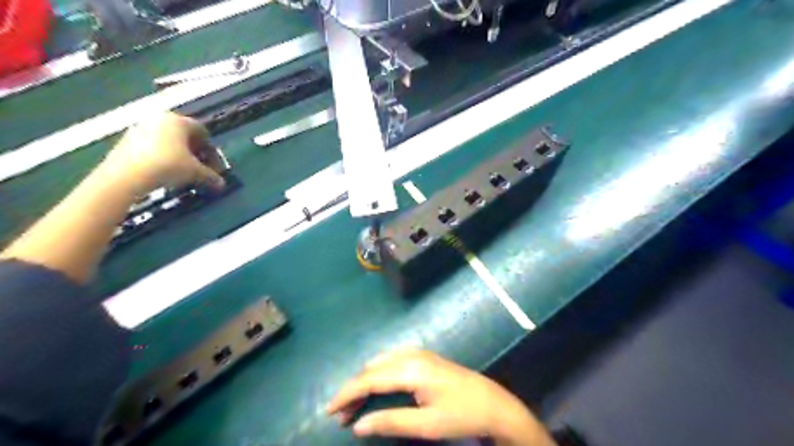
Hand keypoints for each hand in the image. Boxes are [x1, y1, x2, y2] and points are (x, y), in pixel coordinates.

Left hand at [101, 111, 224, 195]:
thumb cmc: (168, 166)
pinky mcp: (127, 138)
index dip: (211, 150)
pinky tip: (163, 170)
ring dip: (178, 153)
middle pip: (184, 134)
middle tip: (199, 167)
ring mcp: (141, 126)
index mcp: (179, 121)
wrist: (126, 174)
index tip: (212, 165)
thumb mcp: (195, 172)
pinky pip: (152, 144)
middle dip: (194, 151)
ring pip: (168, 139)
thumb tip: (222, 184)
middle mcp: (160, 119)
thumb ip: (211, 176)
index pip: (202, 132)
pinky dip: (161, 154)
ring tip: (181, 170)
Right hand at [325, 351, 553, 443]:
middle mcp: (411, 355)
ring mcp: (419, 353)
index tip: (329, 410)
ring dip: (365, 380)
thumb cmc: (461, 415)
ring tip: (355, 404)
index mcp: (411, 369)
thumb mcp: (426, 425)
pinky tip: (376, 386)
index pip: (370, 379)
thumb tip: (358, 426)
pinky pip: (391, 360)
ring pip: (380, 362)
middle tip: (341, 414)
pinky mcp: (424, 357)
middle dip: (354, 389)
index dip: (347, 394)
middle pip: (372, 368)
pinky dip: (378, 373)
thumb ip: (390, 422)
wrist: (494, 404)